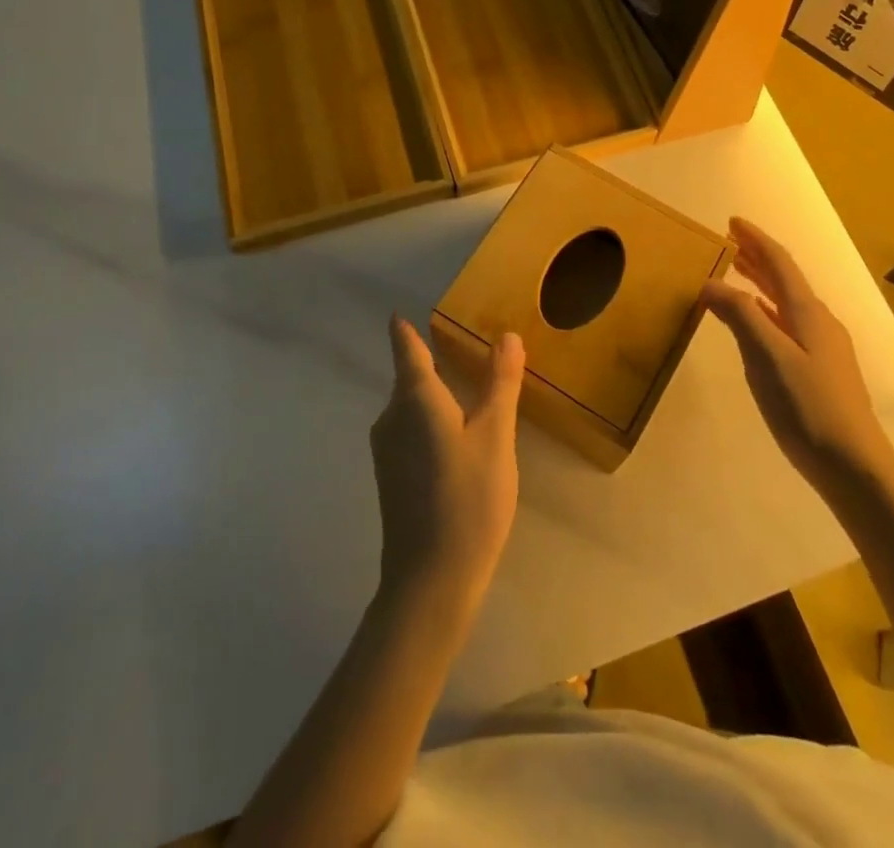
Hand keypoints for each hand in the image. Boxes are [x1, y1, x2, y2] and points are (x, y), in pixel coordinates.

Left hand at [370, 316, 522, 612]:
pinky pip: (411, 430)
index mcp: (414, 398)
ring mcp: (387, 449)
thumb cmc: (468, 498)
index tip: (404, 313)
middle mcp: (391, 417)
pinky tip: (458, 437)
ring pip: (411, 406)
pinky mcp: (391, 476)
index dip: (405, 330)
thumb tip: (506, 336)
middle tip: (465, 347)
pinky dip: (431, 421)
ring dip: (435, 394)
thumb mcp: (495, 435)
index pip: (406, 348)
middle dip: (432, 360)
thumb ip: (500, 383)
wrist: (430, 581)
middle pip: (410, 377)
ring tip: (469, 389)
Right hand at [702, 218, 890, 491]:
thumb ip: (740, 316)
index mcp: (808, 313)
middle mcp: (818, 322)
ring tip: (737, 274)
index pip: (779, 263)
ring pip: (786, 303)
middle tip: (729, 243)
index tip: (732, 222)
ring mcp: (823, 348)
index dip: (756, 240)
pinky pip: (787, 324)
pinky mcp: (820, 371)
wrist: (854, 466)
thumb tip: (710, 283)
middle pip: (785, 280)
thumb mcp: (768, 357)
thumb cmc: (808, 407)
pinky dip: (766, 312)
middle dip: (757, 258)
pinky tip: (756, 325)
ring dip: (761, 284)